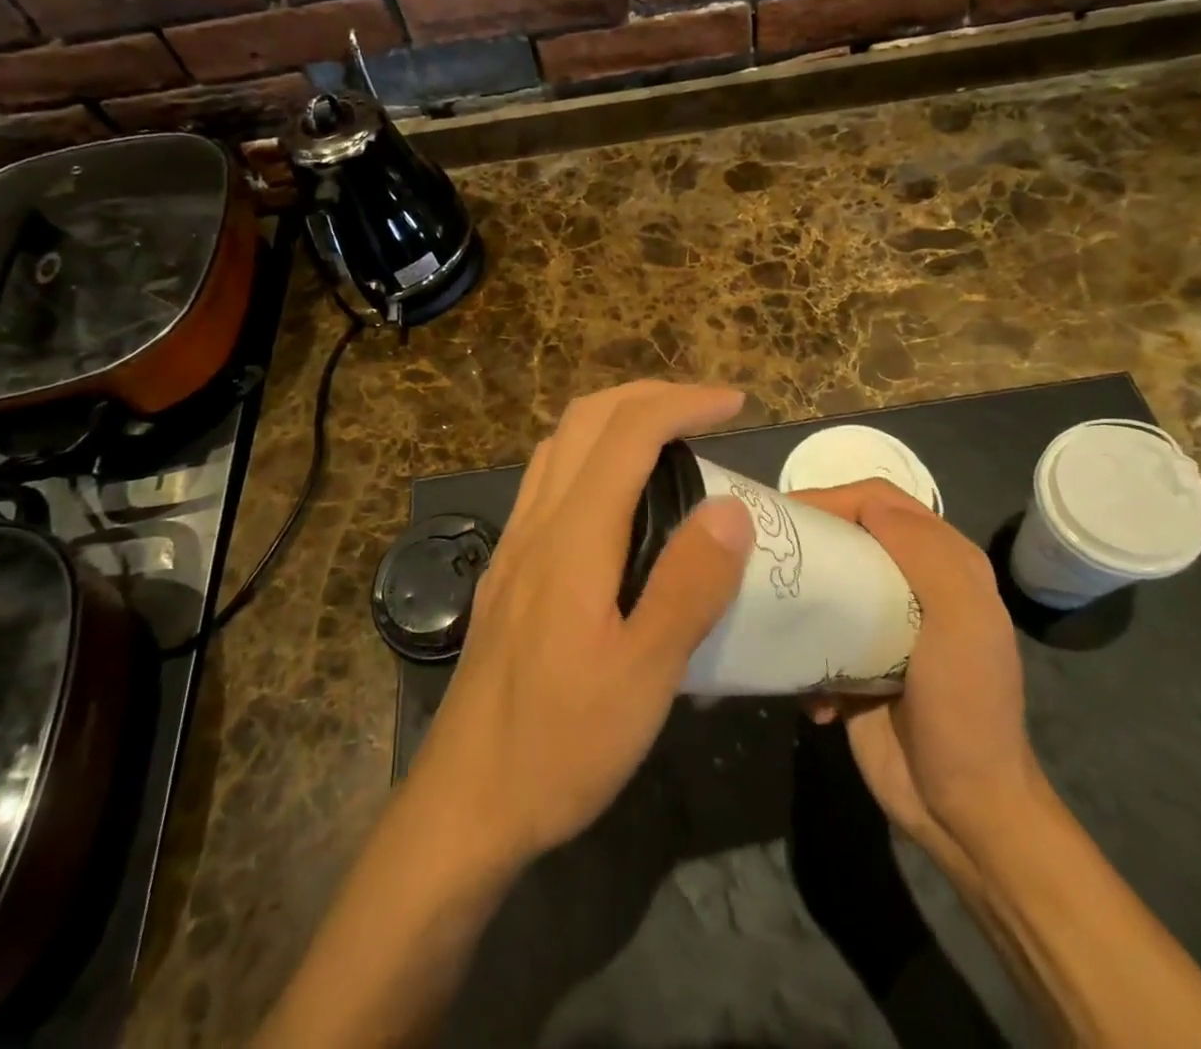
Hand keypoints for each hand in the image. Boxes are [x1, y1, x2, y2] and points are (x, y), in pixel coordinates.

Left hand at [408, 382, 753, 868]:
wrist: (464, 805)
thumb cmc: (559, 746)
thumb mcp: (643, 676)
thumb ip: (689, 586)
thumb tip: (730, 507)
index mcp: (572, 538)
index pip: (629, 433)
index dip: (684, 402)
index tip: (737, 403)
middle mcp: (536, 524)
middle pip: (585, 419)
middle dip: (649, 395)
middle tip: (705, 410)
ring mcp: (514, 545)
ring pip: (561, 446)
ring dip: (616, 420)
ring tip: (669, 440)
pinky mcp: (507, 571)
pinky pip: (549, 481)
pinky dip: (592, 456)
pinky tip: (619, 500)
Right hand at [796, 481, 1039, 841]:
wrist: (962, 809)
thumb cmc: (965, 707)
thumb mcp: (962, 622)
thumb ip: (925, 553)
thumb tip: (866, 506)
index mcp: (944, 562)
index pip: (879, 501)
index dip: (833, 497)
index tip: (786, 515)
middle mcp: (913, 583)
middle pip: (848, 535)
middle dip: (806, 540)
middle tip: (760, 553)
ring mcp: (883, 624)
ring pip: (827, 581)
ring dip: (798, 596)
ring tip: (767, 611)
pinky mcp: (855, 661)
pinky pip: (817, 635)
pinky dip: (803, 652)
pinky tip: (808, 687)